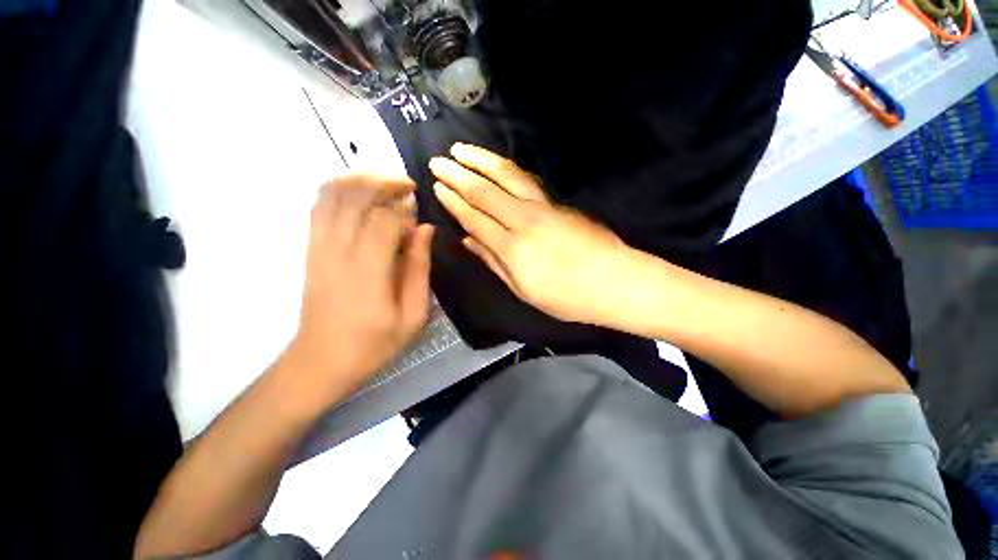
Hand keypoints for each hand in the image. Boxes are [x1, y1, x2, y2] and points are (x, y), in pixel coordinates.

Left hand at [285, 173, 433, 400]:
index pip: (385, 219)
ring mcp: (318, 247)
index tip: (419, 209)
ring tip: (385, 185)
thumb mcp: (413, 315)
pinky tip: (359, 195)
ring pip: (331, 194)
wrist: (321, 361)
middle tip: (406, 186)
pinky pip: (318, 205)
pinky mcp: (309, 249)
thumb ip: (420, 269)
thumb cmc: (374, 343)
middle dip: (383, 181)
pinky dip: (339, 190)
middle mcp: (338, 251)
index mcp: (369, 271)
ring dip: (360, 180)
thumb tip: (425, 229)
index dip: (405, 207)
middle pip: (354, 195)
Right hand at [430, 143, 636, 324]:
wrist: (614, 281)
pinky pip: (525, 180)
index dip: (454, 201)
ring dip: (481, 160)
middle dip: (458, 174)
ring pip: (506, 176)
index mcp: (512, 249)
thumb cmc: (567, 296)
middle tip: (438, 161)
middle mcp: (524, 221)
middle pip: (485, 191)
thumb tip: (469, 241)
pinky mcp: (558, 203)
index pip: (475, 217)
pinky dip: (505, 168)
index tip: (438, 185)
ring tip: (461, 149)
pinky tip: (495, 164)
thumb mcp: (524, 290)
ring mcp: (544, 207)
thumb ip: (494, 262)